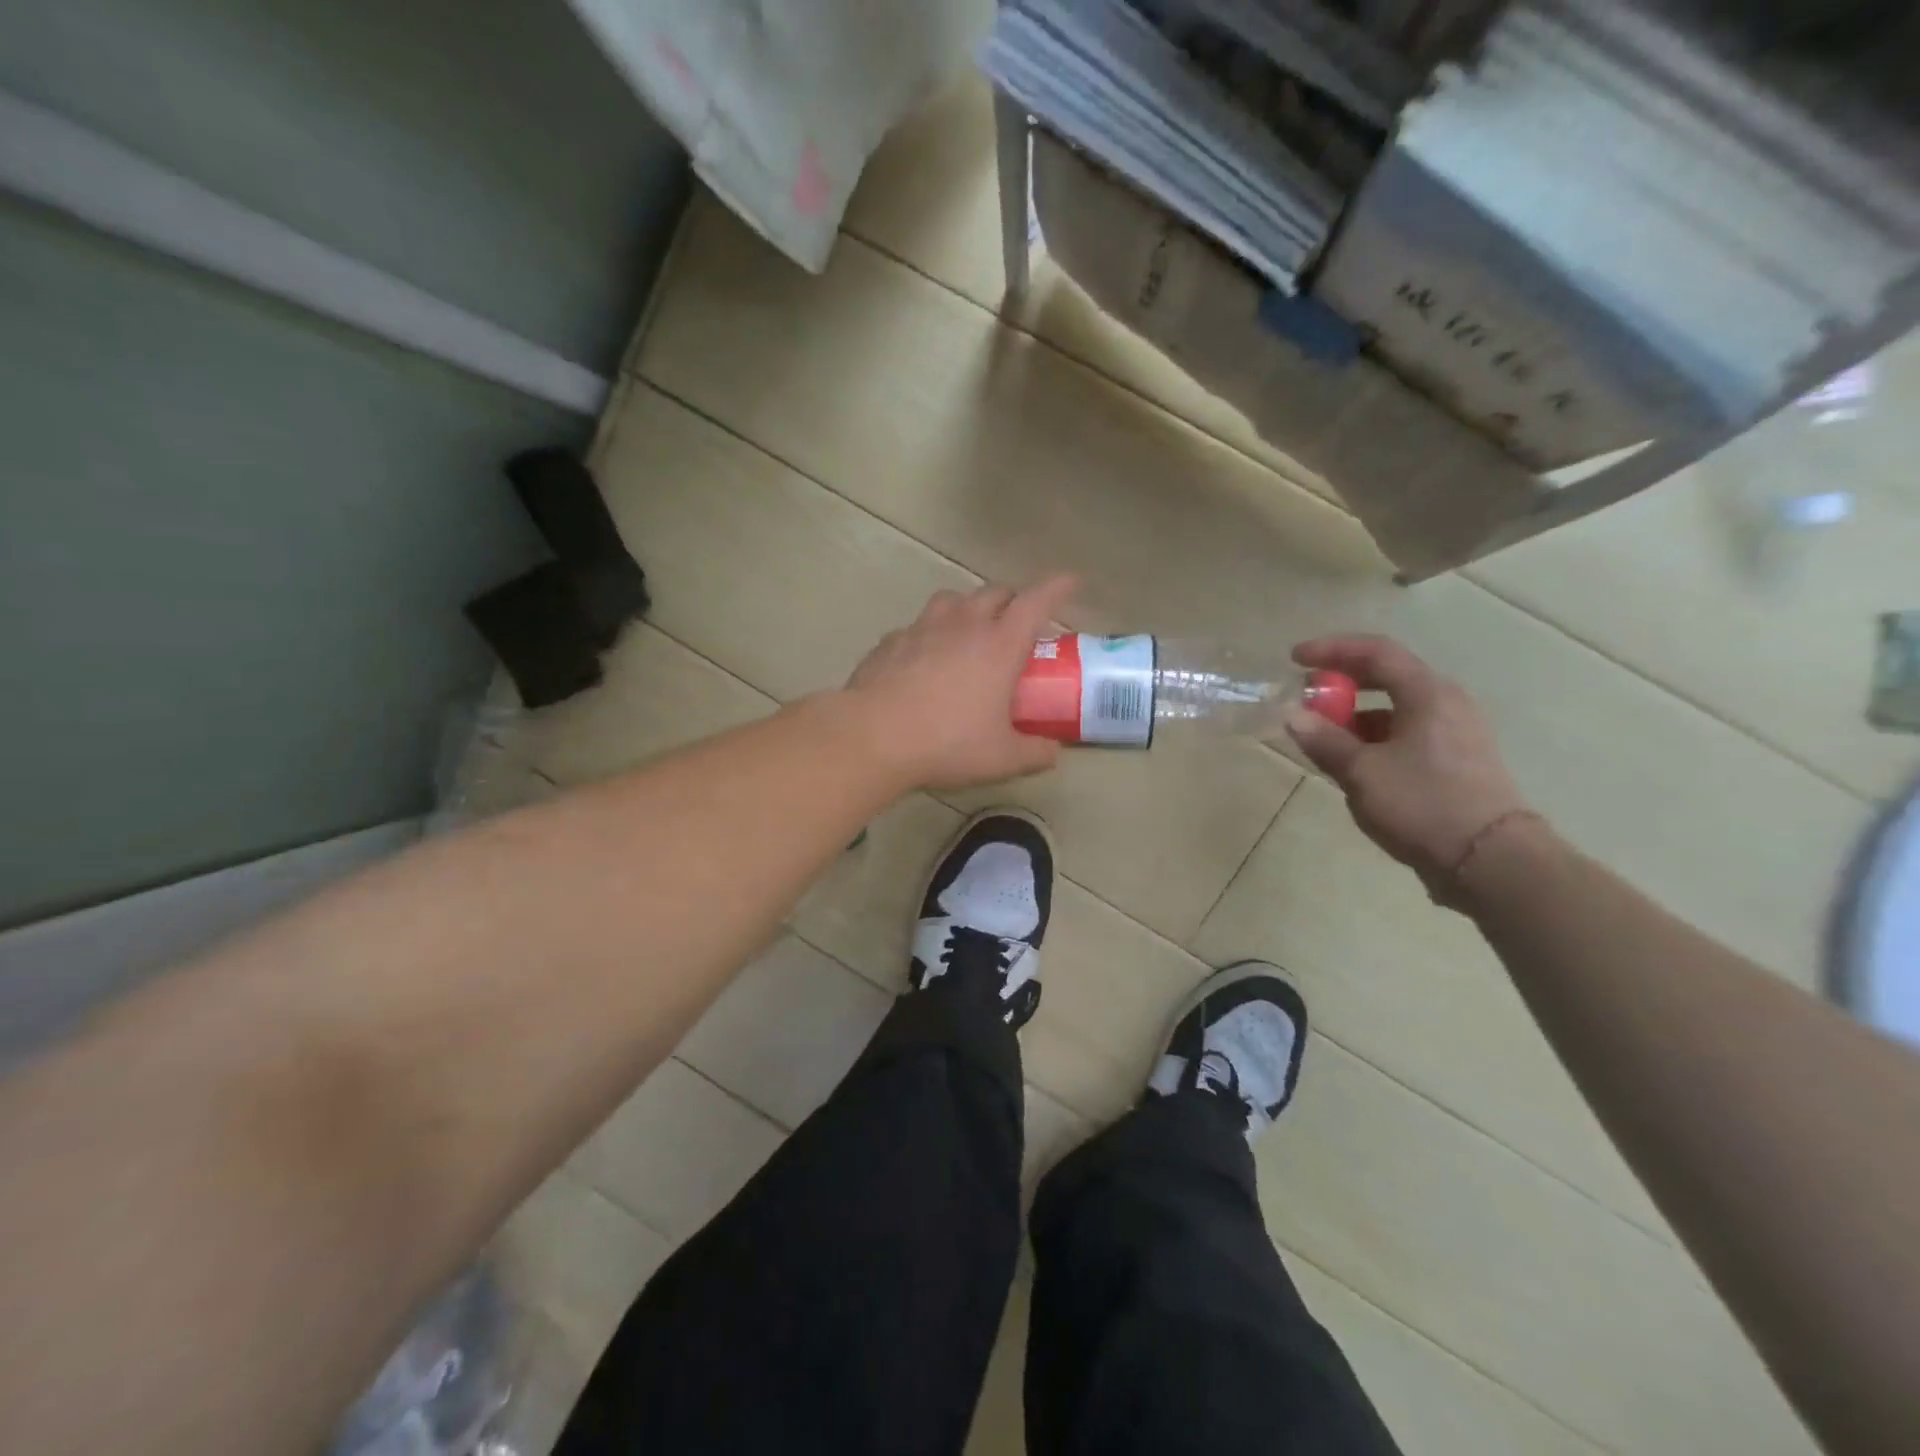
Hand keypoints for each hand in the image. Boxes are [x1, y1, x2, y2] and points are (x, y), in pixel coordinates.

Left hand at [844, 577, 1077, 790]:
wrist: (873, 736)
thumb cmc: (947, 743)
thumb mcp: (1002, 758)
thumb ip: (1034, 753)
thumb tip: (1052, 751)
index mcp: (1000, 644)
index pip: (1037, 600)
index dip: (1058, 587)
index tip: (1072, 582)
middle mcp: (964, 624)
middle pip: (995, 592)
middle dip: (1013, 599)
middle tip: (1018, 622)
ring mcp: (923, 628)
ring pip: (953, 599)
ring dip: (969, 607)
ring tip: (971, 630)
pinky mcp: (891, 640)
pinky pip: (918, 626)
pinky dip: (930, 633)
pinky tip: (925, 658)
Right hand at [1285, 635, 1532, 898]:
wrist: (1491, 860)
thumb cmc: (1423, 804)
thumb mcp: (1362, 772)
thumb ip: (1324, 740)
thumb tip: (1292, 715)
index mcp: (1427, 694)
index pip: (1376, 652)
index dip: (1332, 649)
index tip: (1295, 659)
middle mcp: (1446, 703)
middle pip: (1387, 676)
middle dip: (1342, 684)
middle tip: (1307, 697)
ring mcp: (1456, 732)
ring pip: (1396, 709)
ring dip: (1356, 715)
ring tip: (1323, 738)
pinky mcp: (1457, 760)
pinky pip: (1406, 733)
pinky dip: (1375, 738)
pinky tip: (1354, 763)